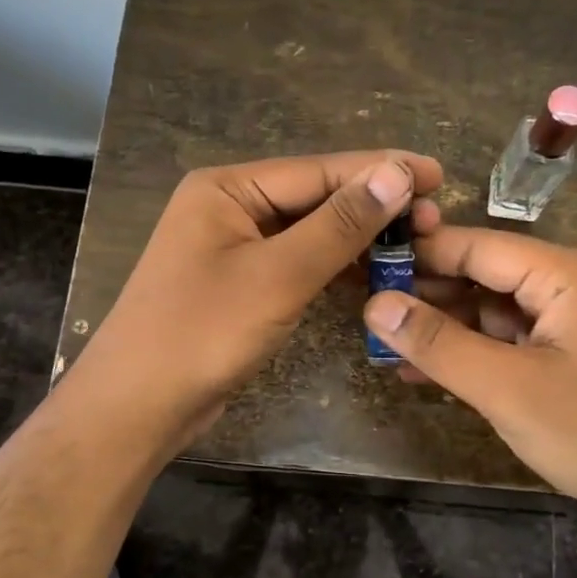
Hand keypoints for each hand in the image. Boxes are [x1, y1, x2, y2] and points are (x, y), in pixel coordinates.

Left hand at [73, 151, 442, 446]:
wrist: (137, 407)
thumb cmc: (201, 333)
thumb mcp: (278, 276)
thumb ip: (339, 224)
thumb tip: (396, 173)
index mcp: (227, 188)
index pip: (318, 170)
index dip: (381, 172)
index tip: (438, 175)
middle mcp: (230, 207)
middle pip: (315, 198)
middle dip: (374, 207)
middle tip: (435, 218)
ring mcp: (234, 248)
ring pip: (310, 233)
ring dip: (359, 239)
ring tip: (416, 243)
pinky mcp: (242, 285)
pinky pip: (298, 263)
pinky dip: (335, 267)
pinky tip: (374, 272)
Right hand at [362, 226, 576, 552]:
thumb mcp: (507, 388)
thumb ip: (438, 342)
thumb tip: (374, 304)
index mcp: (566, 273)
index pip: (476, 246)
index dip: (418, 253)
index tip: (361, 263)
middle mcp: (568, 285)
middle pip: (481, 275)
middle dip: (424, 293)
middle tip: (361, 308)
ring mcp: (566, 323)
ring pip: (487, 311)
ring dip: (439, 328)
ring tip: (379, 343)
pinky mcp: (562, 357)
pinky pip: (503, 342)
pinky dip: (465, 354)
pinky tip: (416, 370)